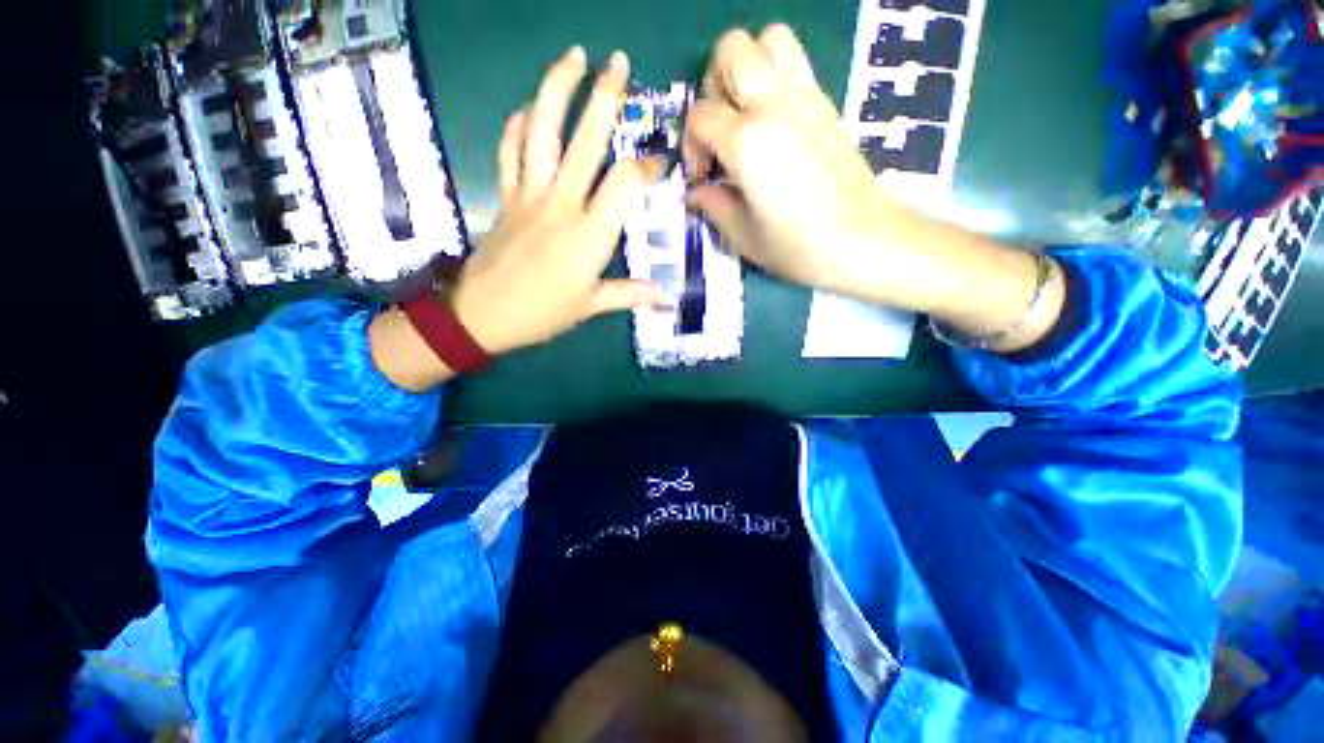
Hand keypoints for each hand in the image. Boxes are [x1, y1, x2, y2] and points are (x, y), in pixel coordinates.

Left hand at [369, 47, 669, 390]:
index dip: (647, 167)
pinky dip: (516, 125)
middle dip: (603, 97)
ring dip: (555, 89)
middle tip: (617, 63)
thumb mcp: (592, 306)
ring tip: (572, 58)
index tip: (661, 163)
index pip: (625, 183)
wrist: (483, 315)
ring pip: (540, 131)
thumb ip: (630, 294)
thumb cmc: (543, 313)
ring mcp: (529, 195)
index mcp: (589, 234)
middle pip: (584, 140)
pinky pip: (509, 150)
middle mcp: (561, 204)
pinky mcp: (506, 196)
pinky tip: (526, 110)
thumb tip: (667, 297)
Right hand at [683, 26, 885, 297]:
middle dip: (714, 85)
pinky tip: (773, 125)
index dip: (691, 145)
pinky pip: (796, 63)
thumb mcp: (745, 237)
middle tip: (720, 130)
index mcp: (747, 142)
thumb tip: (696, 193)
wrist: (865, 240)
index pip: (700, 115)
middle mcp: (773, 104)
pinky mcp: (827, 103)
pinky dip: (775, 78)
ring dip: (748, 67)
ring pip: (769, 38)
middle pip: (732, 49)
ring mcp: (806, 97)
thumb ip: (714, 207)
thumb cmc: (800, 247)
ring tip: (745, 115)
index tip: (702, 177)